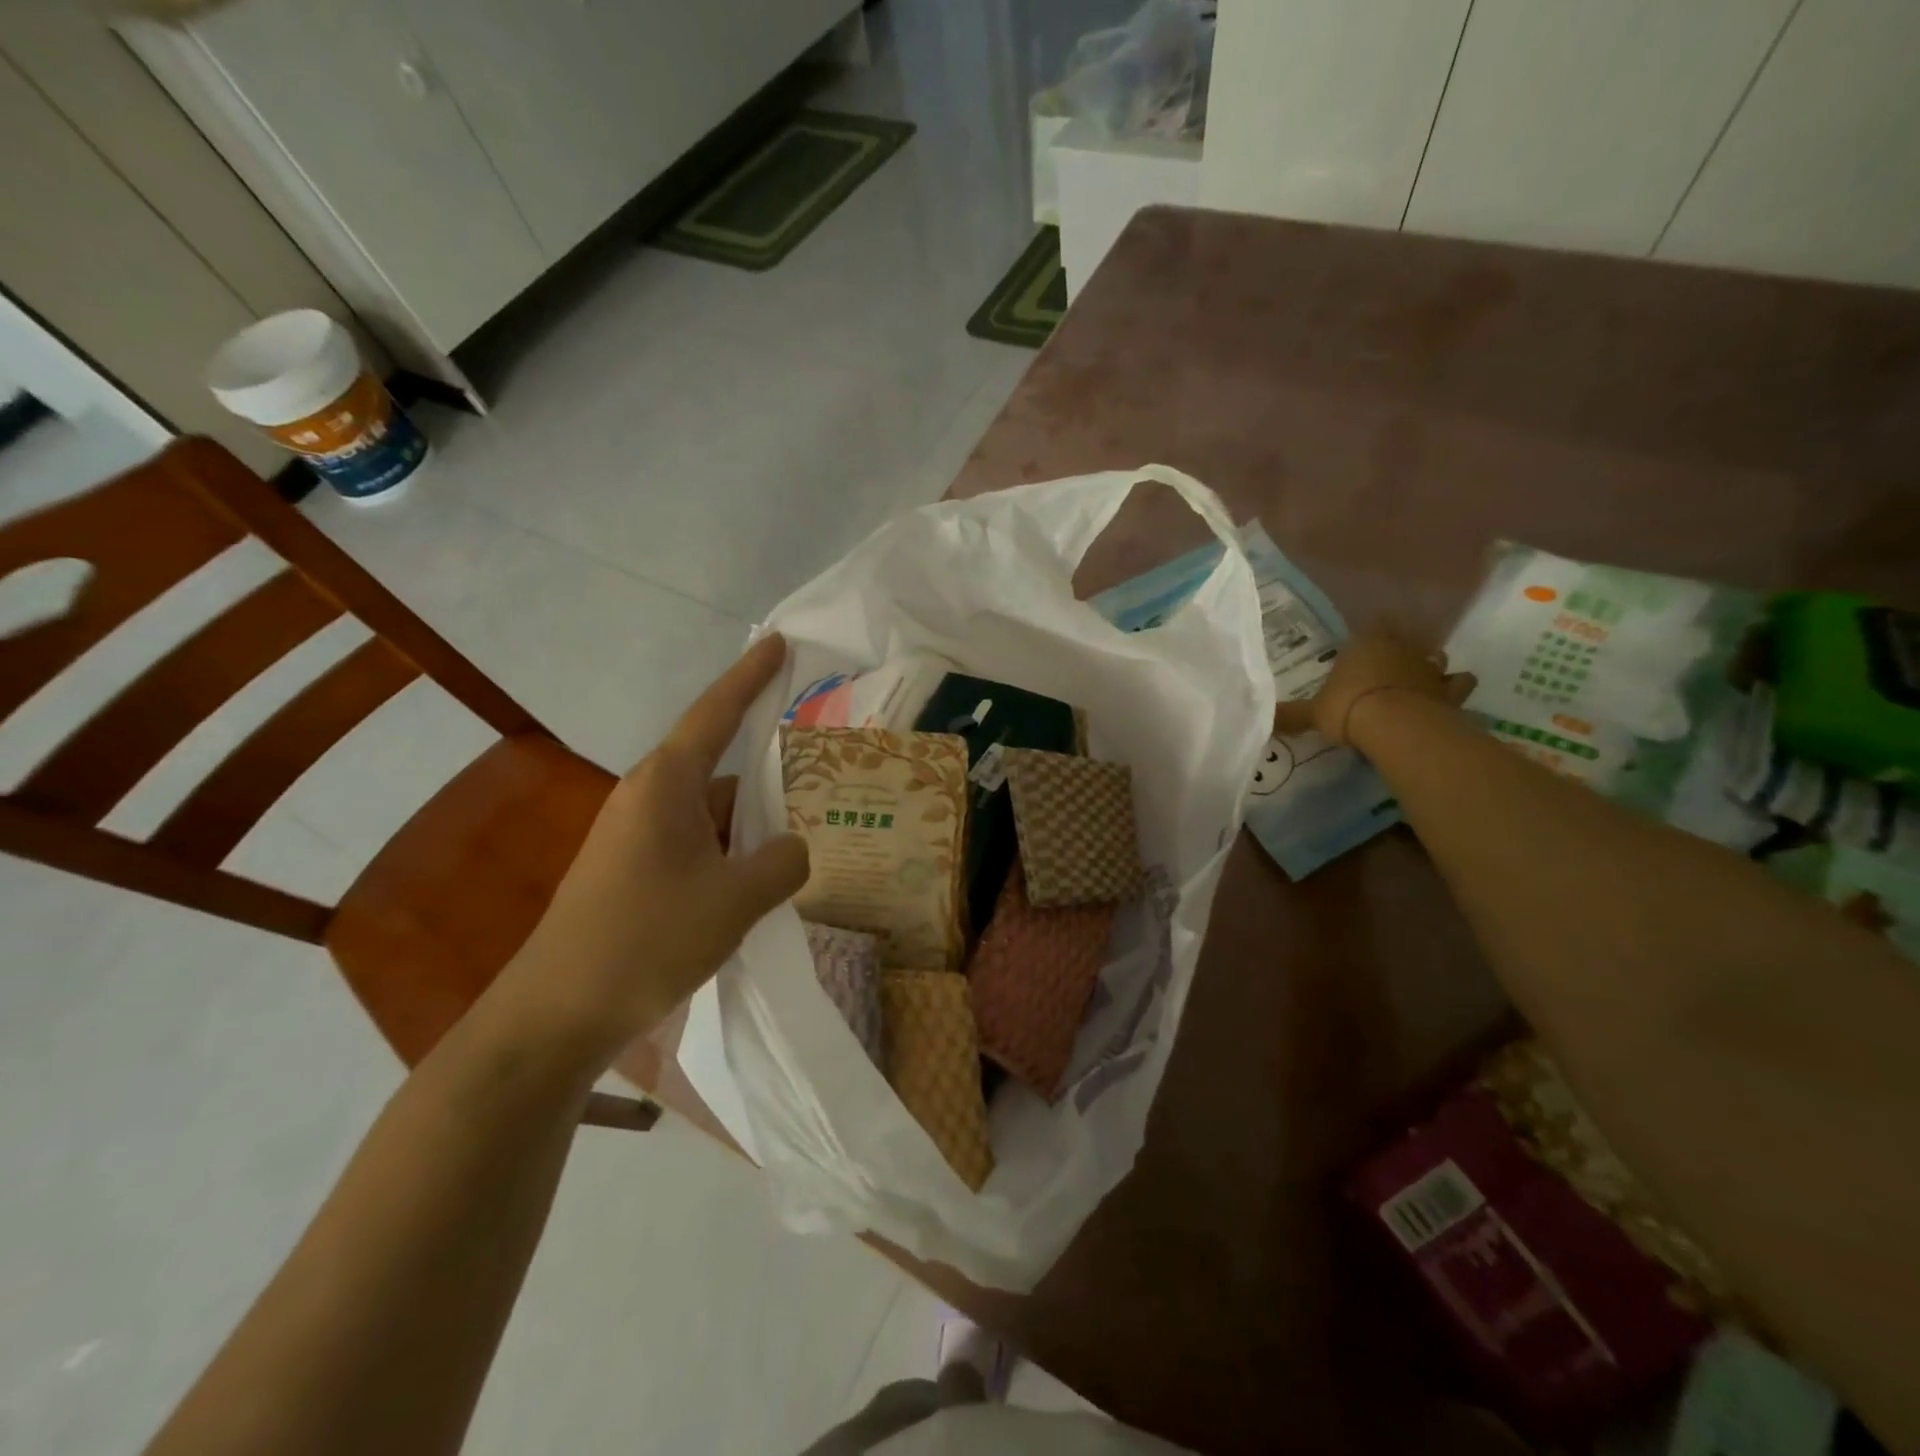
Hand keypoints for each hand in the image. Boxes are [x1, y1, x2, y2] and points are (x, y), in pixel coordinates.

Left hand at [499, 634, 809, 1058]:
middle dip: (769, 773)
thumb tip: (795, 848)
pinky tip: (760, 883)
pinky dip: (732, 854)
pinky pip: (697, 845)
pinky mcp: (634, 872)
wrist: (554, 1015)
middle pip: (721, 768)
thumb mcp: (735, 900)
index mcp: (667, 785)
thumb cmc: (645, 940)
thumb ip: (782, 864)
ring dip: (753, 825)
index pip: (716, 712)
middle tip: (823, 777)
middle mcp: (648, 799)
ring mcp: (637, 837)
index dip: (751, 676)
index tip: (779, 643)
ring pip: (712, 814)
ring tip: (805, 840)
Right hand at [1272, 631, 1475, 744]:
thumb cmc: (1348, 709)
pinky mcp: (1450, 690)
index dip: (1364, 640)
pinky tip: (1448, 696)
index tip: (1359, 651)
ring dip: (1428, 666)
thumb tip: (1262, 720)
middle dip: (1396, 651)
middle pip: (1402, 641)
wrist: (1396, 725)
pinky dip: (1454, 688)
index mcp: (1364, 644)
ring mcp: (1428, 667)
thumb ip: (1292, 715)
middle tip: (1386, 668)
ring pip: (1433, 657)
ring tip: (1418, 680)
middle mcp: (1399, 647)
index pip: (1366, 631)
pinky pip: (1458, 684)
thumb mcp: (1312, 714)